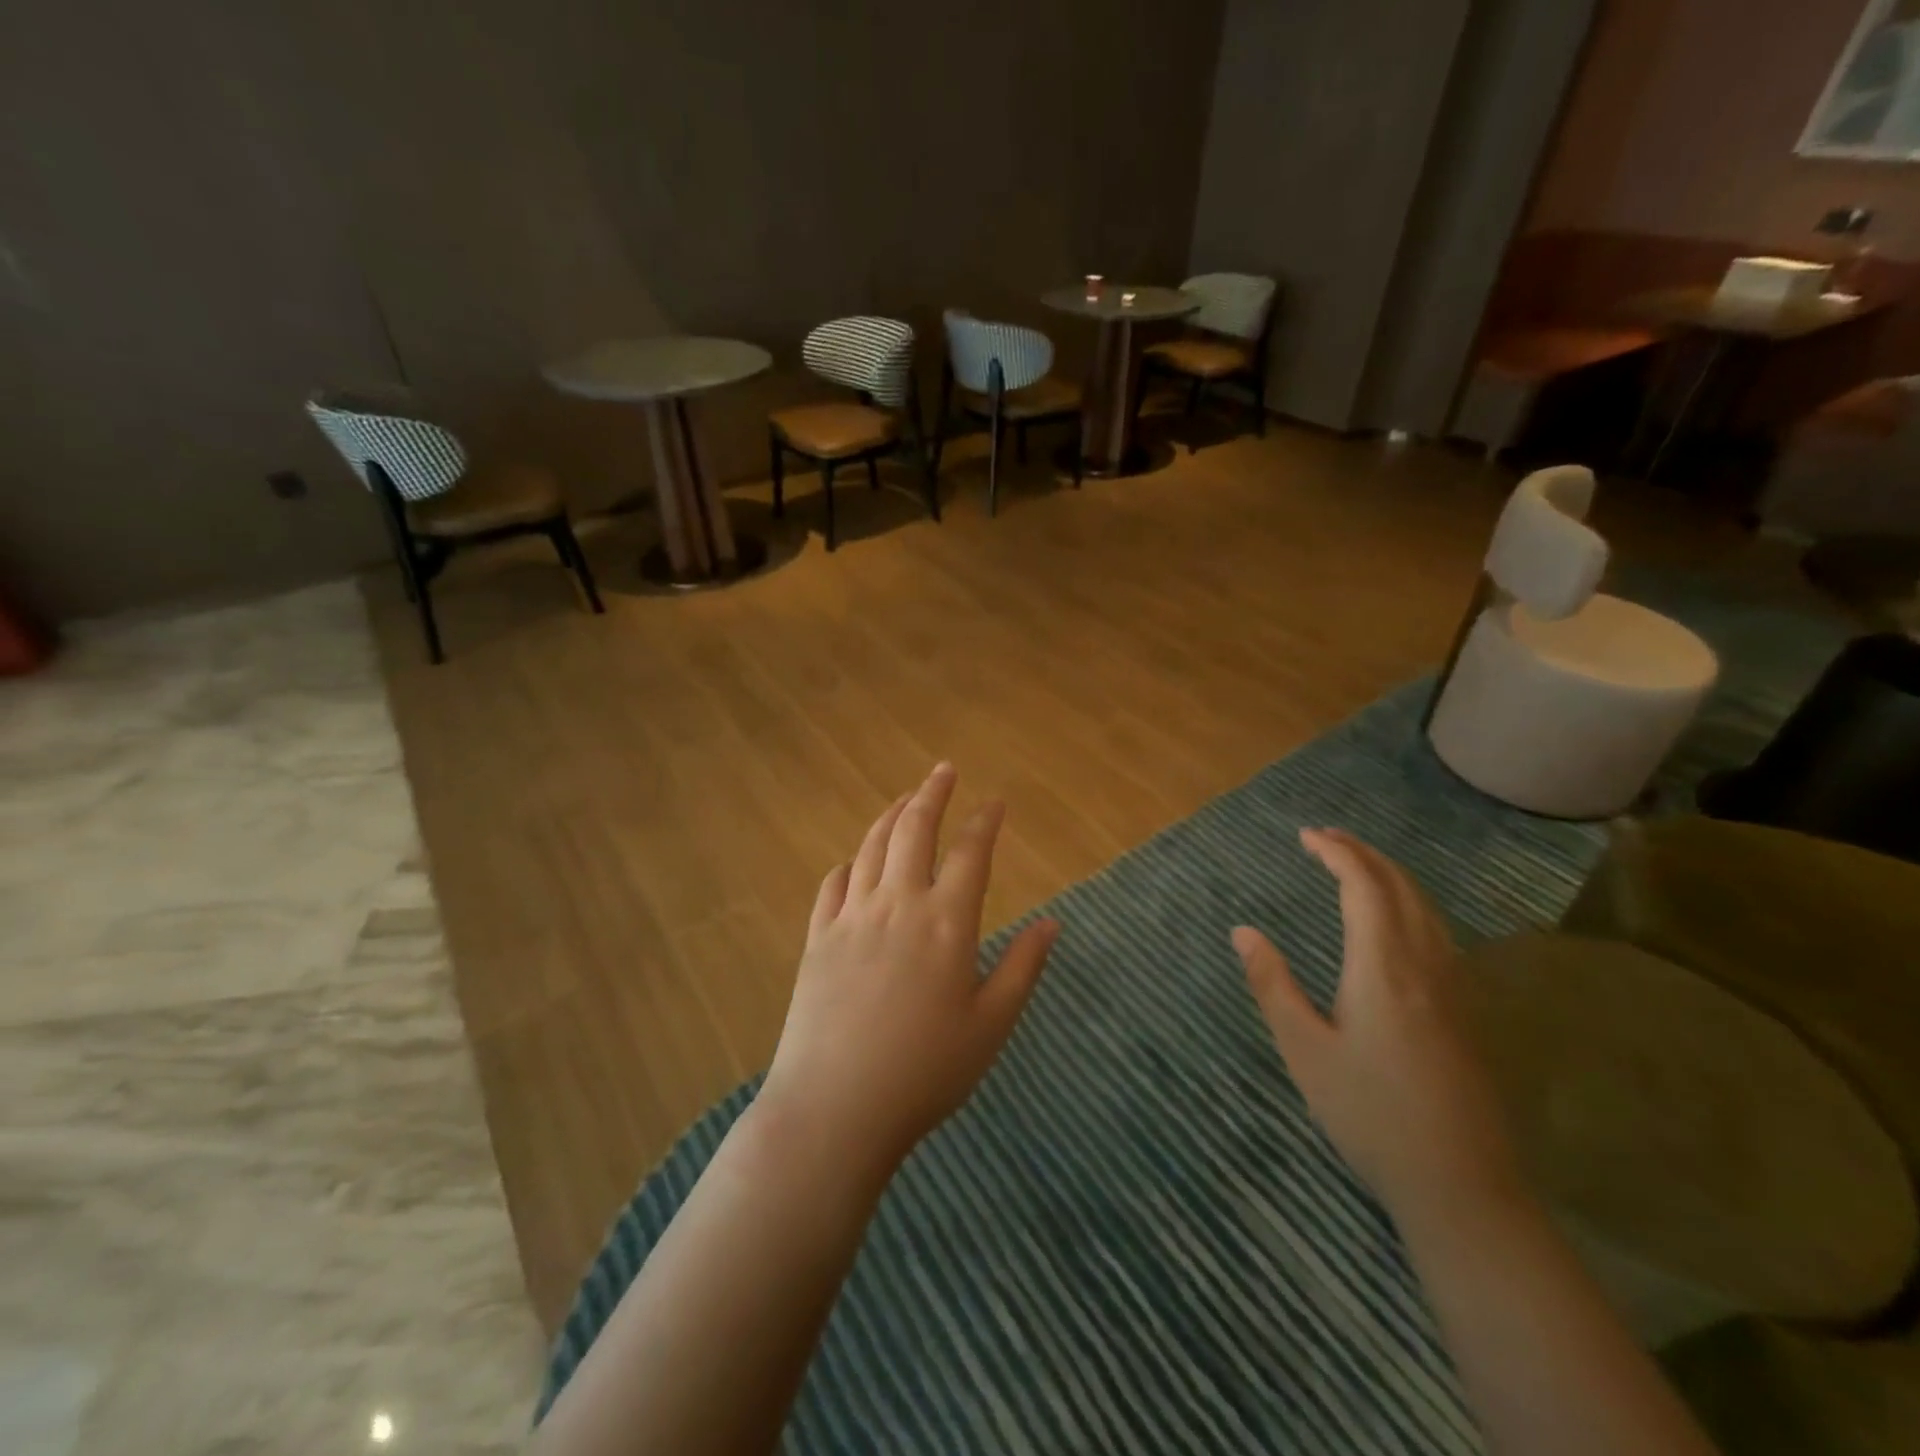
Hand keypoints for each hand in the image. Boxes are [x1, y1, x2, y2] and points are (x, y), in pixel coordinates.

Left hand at [760, 763, 1058, 1179]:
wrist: (836, 1107)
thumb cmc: (926, 1071)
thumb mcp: (991, 1025)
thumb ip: (1022, 968)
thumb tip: (1052, 922)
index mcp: (946, 922)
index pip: (970, 853)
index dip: (984, 822)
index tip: (995, 802)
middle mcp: (898, 904)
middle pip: (914, 831)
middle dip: (932, 793)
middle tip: (944, 770)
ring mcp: (851, 917)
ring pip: (871, 847)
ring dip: (890, 816)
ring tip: (905, 799)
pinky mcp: (817, 938)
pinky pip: (832, 884)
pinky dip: (848, 863)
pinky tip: (854, 862)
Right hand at [1232, 828, 1520, 1218]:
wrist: (1462, 1185)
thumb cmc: (1370, 1114)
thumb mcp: (1304, 1050)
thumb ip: (1272, 984)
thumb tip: (1243, 930)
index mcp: (1383, 966)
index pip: (1363, 886)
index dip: (1336, 853)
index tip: (1305, 835)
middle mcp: (1426, 963)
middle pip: (1400, 887)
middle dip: (1363, 853)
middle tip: (1325, 838)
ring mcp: (1455, 987)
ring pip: (1426, 907)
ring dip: (1389, 875)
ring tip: (1354, 865)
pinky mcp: (1467, 1010)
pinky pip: (1438, 931)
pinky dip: (1409, 902)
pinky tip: (1395, 919)